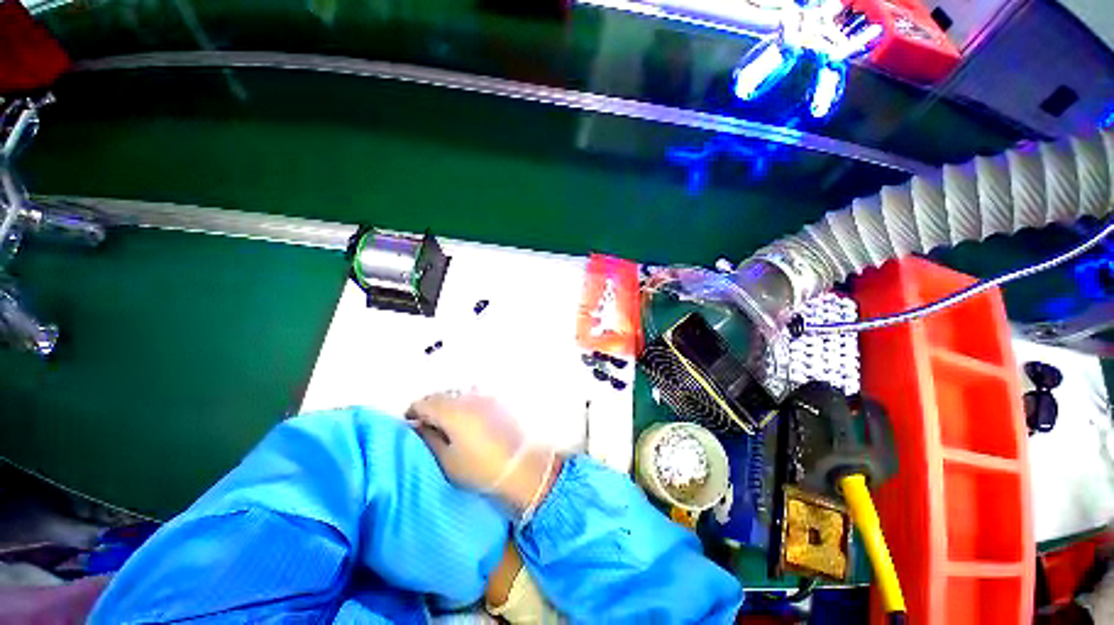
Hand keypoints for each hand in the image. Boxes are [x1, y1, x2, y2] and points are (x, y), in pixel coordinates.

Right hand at [406, 391, 559, 511]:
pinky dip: (463, 402)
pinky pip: (472, 395)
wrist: (521, 464)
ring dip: (447, 403)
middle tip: (427, 426)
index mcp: (451, 410)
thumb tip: (417, 427)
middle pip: (440, 395)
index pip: (422, 402)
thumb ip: (428, 439)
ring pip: (457, 393)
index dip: (412, 413)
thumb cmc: (480, 467)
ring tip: (447, 422)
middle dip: (430, 407)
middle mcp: (467, 396)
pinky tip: (466, 419)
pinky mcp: (496, 399)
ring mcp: (484, 395)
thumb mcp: (447, 460)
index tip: (410, 426)